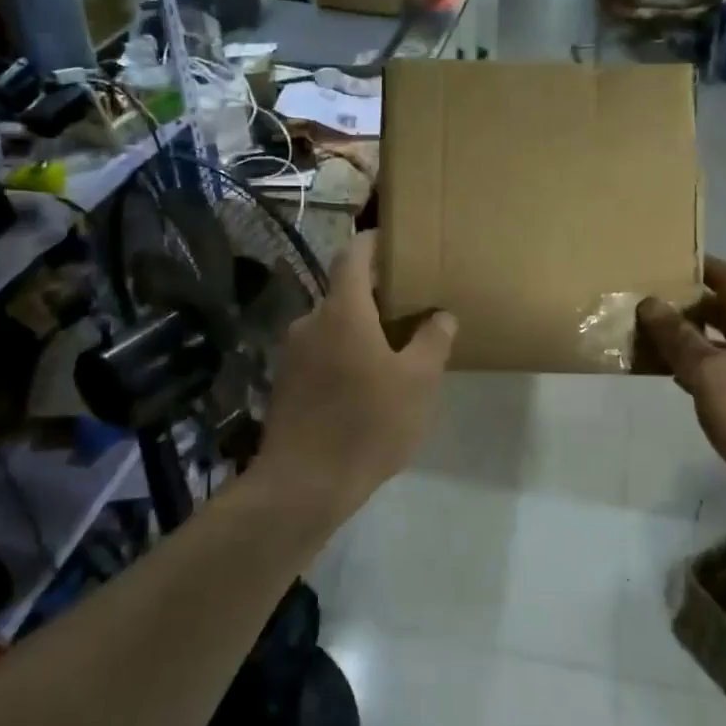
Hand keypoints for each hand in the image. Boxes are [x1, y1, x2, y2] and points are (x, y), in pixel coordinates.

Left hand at [260, 231, 455, 511]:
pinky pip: (320, 352)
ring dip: (359, 328)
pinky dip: (343, 353)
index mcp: (342, 311)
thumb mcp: (418, 383)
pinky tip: (364, 383)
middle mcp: (310, 322)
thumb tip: (440, 315)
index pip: (353, 256)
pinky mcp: (285, 383)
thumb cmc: (367, 424)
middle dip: (374, 294)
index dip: (372, 242)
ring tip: (393, 349)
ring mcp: (292, 353)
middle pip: (343, 292)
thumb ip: (433, 341)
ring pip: (332, 325)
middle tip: (409, 306)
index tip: (393, 240)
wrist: (302, 485)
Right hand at [637, 258, 725, 541]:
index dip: (697, 267)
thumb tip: (650, 303)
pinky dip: (702, 372)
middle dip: (686, 306)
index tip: (661, 263)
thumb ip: (678, 337)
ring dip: (690, 342)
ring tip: (649, 341)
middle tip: (643, 306)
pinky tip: (677, 382)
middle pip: (725, 311)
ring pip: (724, 346)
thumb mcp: (710, 372)